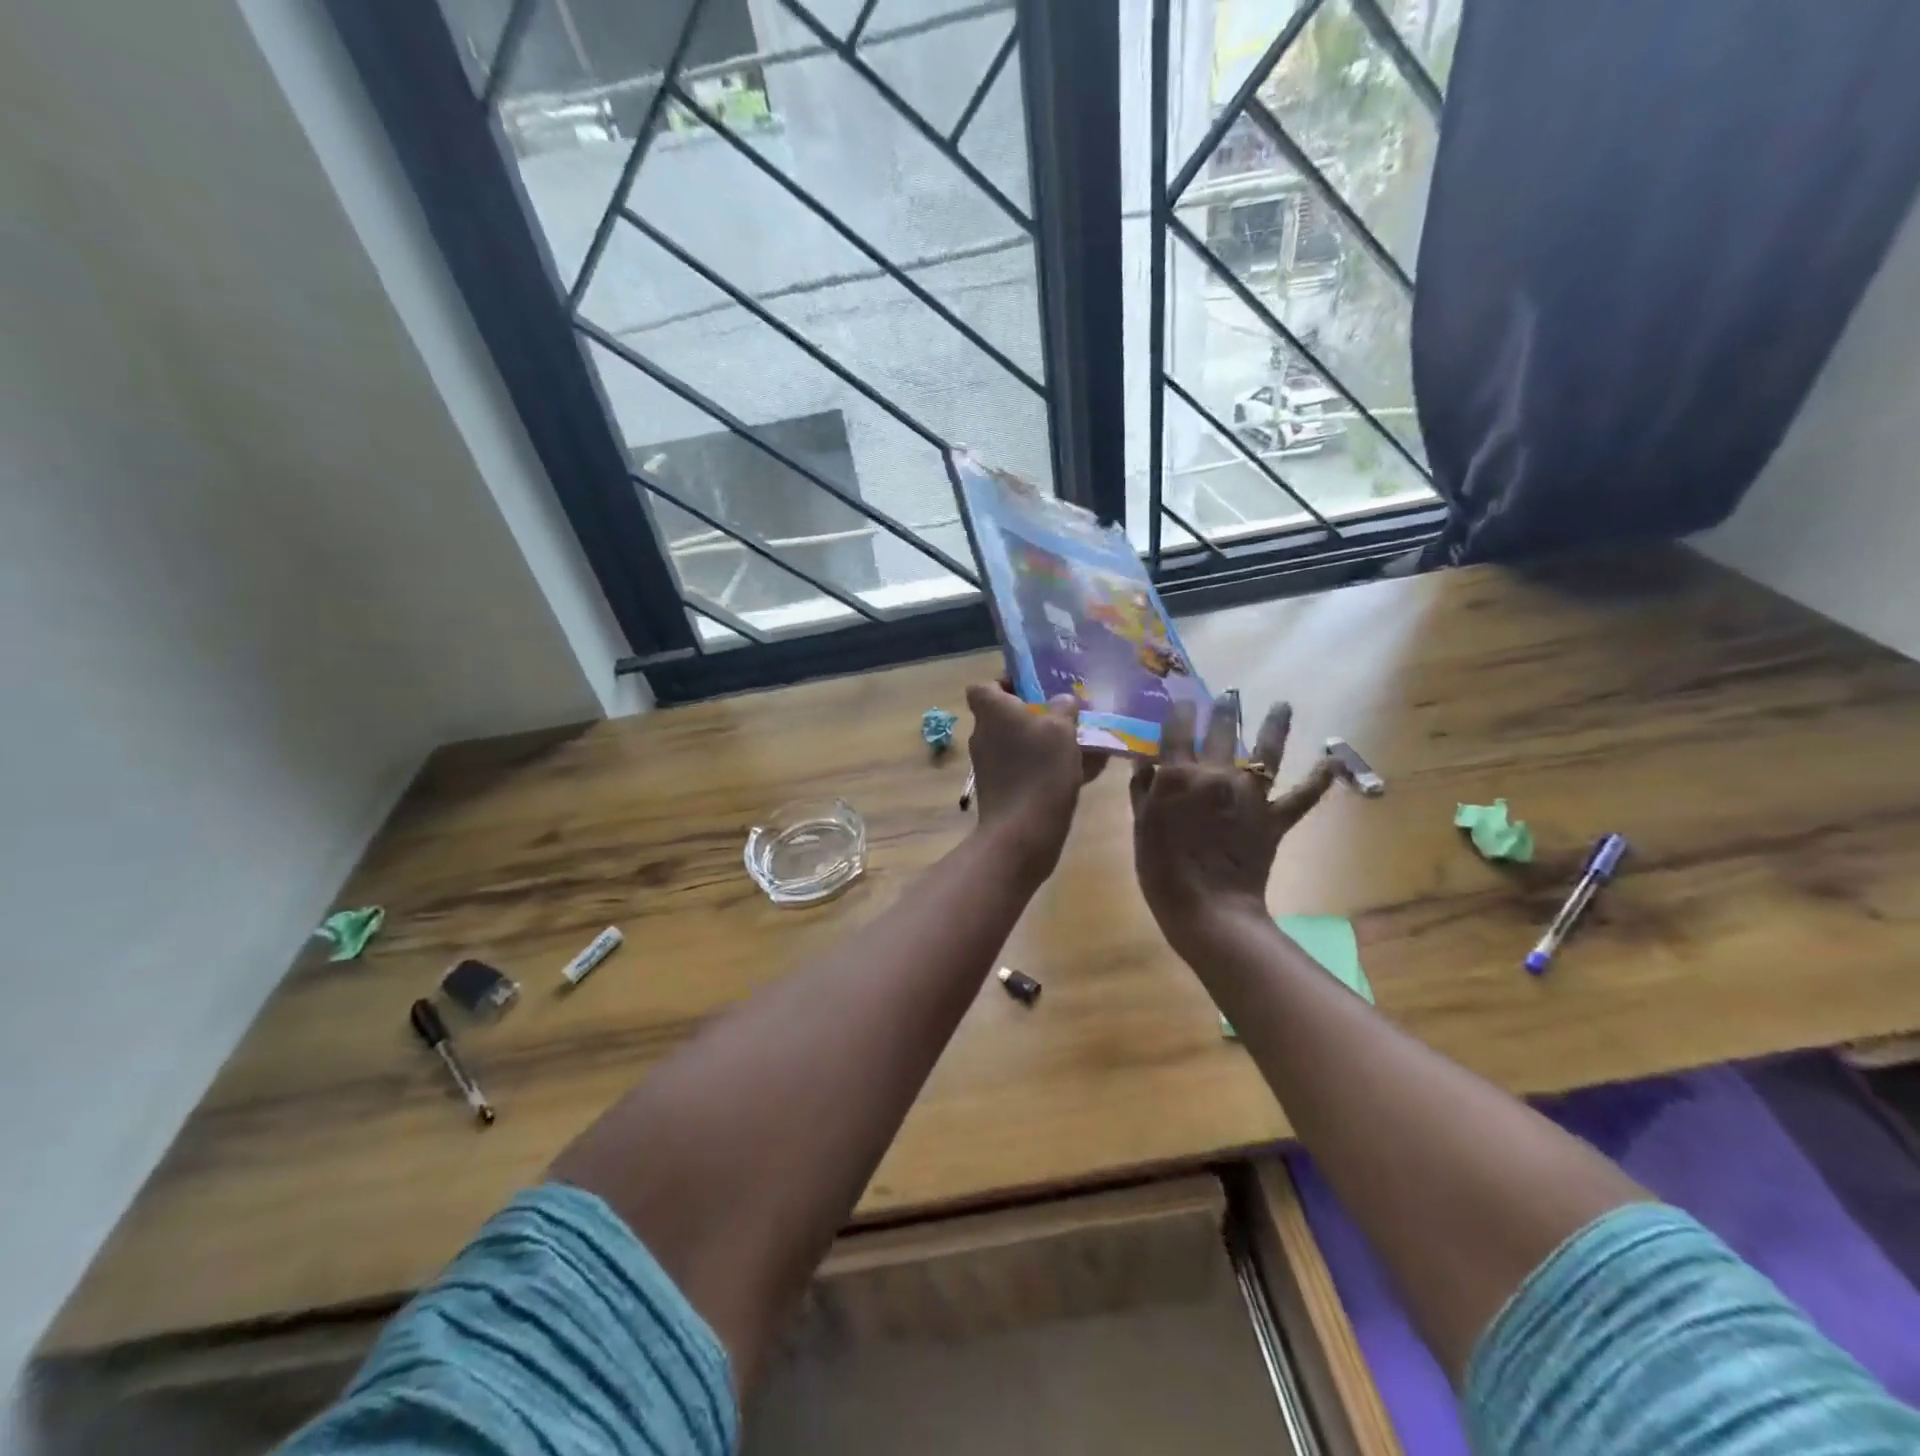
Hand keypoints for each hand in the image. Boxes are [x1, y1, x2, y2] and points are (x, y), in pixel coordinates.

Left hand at [966, 681, 1101, 885]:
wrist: (1022, 833)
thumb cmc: (1040, 770)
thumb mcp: (1062, 729)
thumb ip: (1063, 708)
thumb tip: (1063, 701)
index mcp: (992, 712)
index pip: (984, 686)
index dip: (1005, 683)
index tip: (1033, 688)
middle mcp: (983, 735)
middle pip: (1003, 715)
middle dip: (1032, 714)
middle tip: (1064, 715)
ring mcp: (988, 765)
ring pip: (1016, 743)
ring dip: (1041, 741)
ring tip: (1078, 743)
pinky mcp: (999, 790)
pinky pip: (1023, 768)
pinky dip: (1044, 767)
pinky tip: (1079, 772)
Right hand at [1131, 693, 1336, 958]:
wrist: (1207, 908)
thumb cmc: (1162, 869)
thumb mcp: (1140, 825)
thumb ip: (1143, 790)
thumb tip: (1146, 761)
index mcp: (1178, 774)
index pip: (1178, 729)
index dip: (1181, 711)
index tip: (1183, 700)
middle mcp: (1216, 774)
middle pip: (1223, 731)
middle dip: (1224, 708)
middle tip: (1229, 693)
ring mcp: (1250, 794)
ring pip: (1266, 751)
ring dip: (1275, 725)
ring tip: (1282, 705)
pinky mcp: (1274, 818)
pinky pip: (1301, 797)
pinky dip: (1318, 781)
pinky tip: (1331, 763)